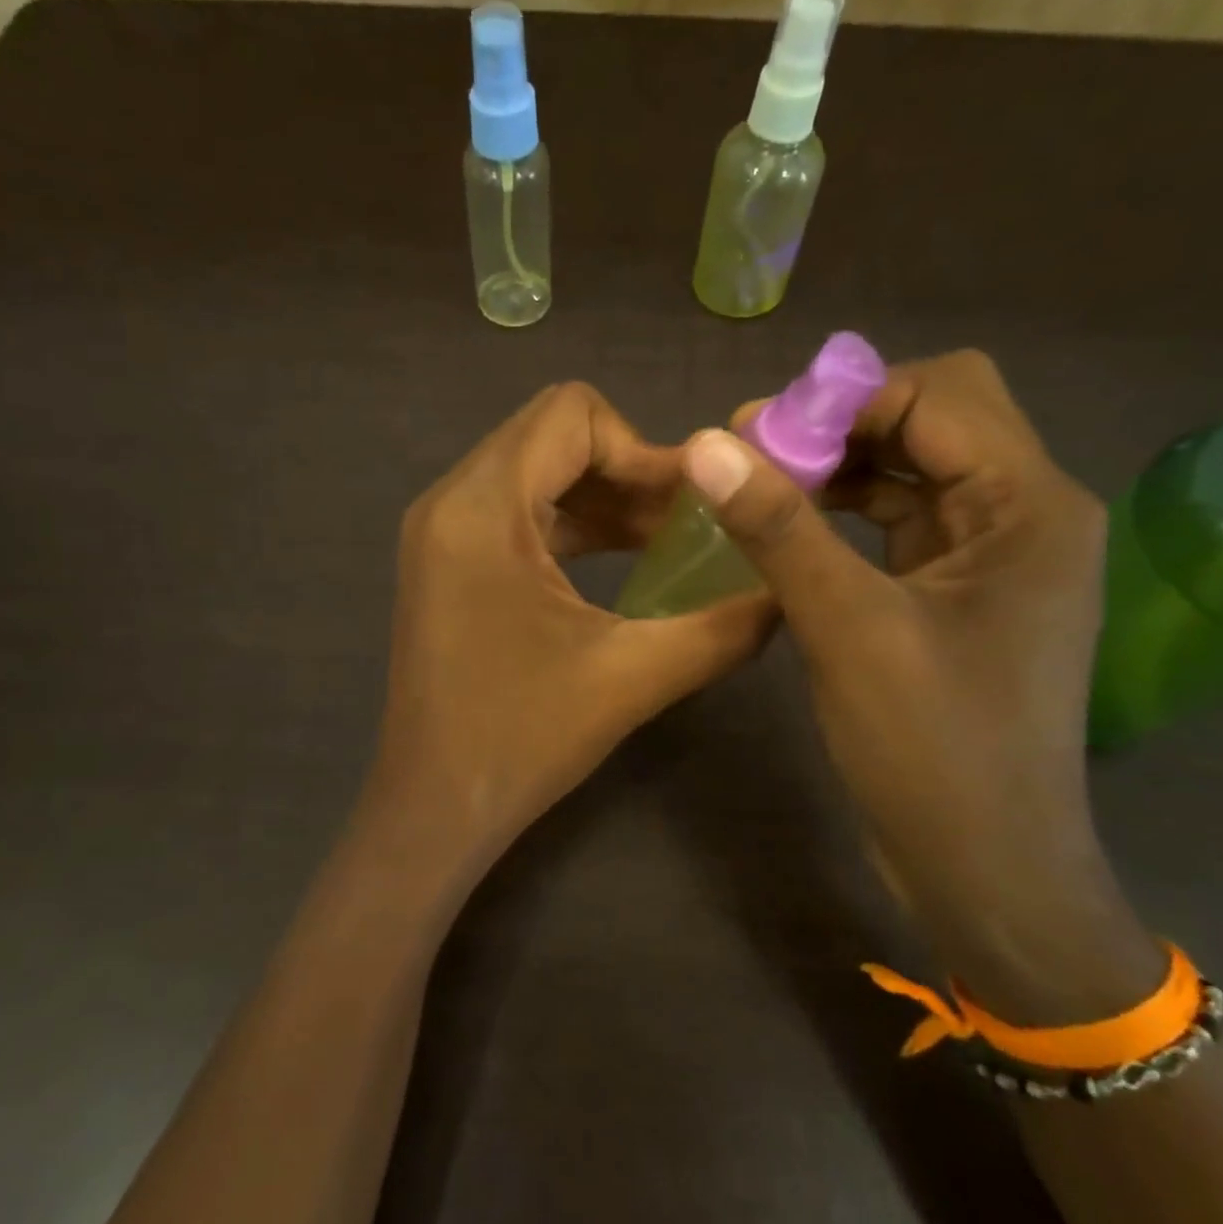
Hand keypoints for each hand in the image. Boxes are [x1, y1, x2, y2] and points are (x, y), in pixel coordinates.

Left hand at [353, 382, 771, 903]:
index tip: (692, 505)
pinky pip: (515, 511)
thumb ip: (724, 627)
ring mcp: (440, 532)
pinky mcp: (446, 562)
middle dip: (629, 471)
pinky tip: (620, 561)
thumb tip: (789, 591)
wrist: (433, 808)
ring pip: (535, 472)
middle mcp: (449, 502)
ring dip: (603, 497)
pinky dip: (571, 523)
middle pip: (552, 436)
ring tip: (666, 542)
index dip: (644, 448)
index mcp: (481, 509)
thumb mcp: (633, 677)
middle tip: (689, 522)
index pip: (572, 415)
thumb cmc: (522, 741)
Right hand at [687, 351, 1159, 1018]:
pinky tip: (794, 532)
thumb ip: (780, 528)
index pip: (941, 394)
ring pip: (914, 473)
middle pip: (935, 422)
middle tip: (757, 456)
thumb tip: (707, 445)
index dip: (847, 399)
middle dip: (844, 426)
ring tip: (761, 488)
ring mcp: (996, 559)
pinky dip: (848, 516)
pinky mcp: (962, 597)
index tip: (759, 432)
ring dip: (840, 469)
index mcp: (1030, 507)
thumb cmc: (932, 749)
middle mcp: (1027, 516)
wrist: (987, 870)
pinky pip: (904, 526)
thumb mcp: (848, 628)